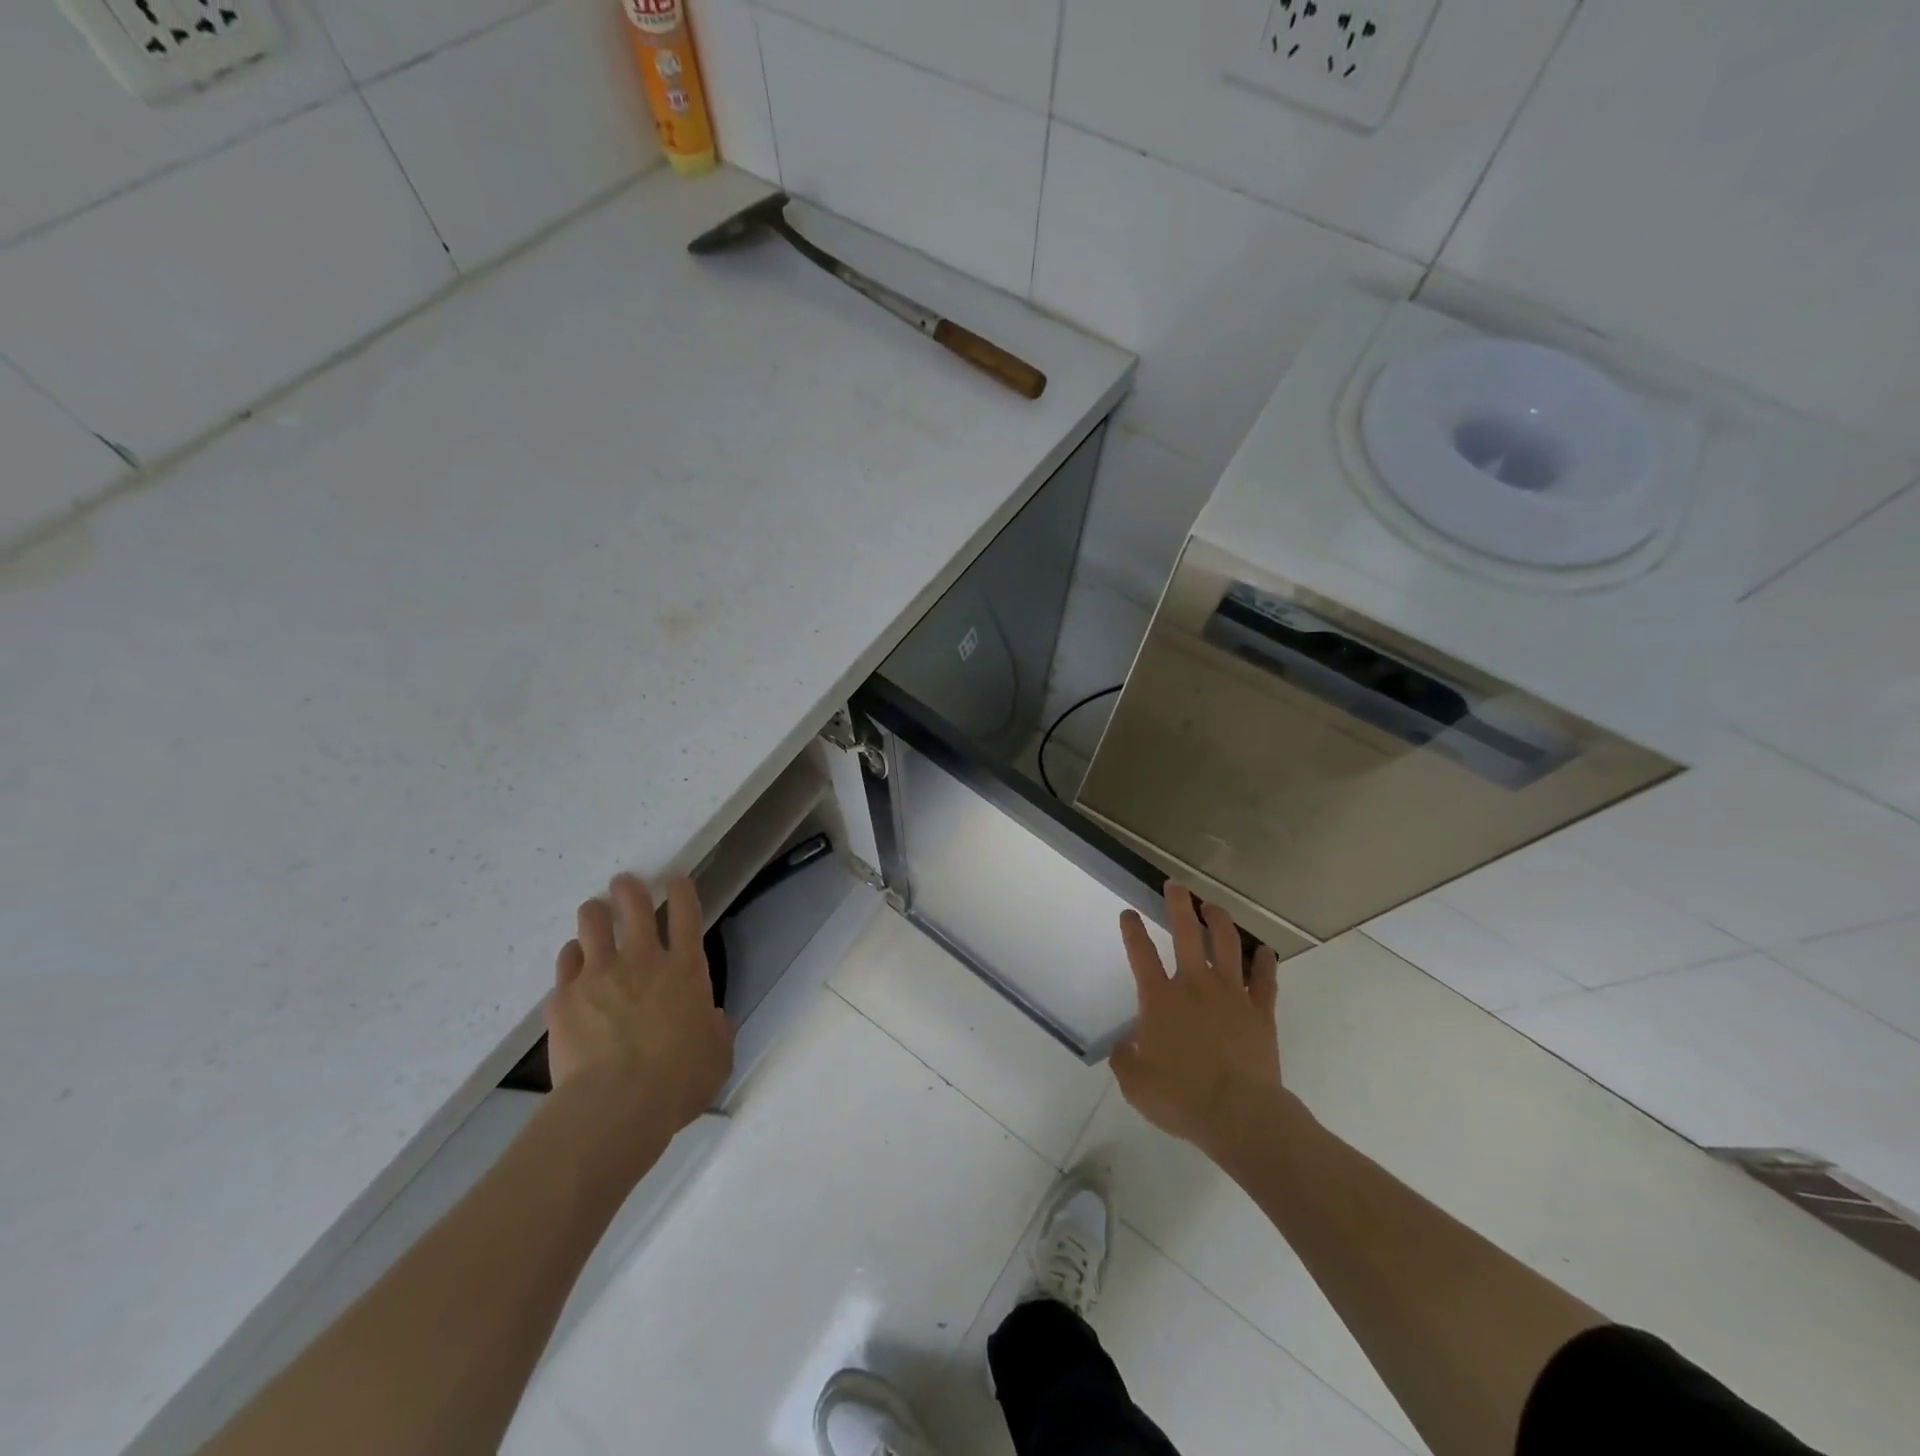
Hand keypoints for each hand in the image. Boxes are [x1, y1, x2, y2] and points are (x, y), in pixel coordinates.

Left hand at [547, 874, 733, 1132]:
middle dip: (629, 888)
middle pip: (634, 905)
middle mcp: (643, 960)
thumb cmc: (678, 1081)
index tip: (675, 879)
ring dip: (595, 912)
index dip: (681, 890)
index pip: (686, 914)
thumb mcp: (716, 1054)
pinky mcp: (565, 996)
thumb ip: (715, 1029)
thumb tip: (711, 1019)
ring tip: (594, 911)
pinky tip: (575, 960)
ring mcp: (600, 974)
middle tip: (625, 883)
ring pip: (592, 922)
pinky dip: (573, 956)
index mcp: (686, 969)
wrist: (616, 1105)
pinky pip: (567, 960)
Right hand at [1110, 883, 1286, 1156]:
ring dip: (1219, 921)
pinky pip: (1264, 980)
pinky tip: (1264, 951)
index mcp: (1160, 999)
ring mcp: (1231, 995)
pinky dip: (1264, 962)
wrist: (1240, 1115)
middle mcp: (1194, 986)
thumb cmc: (1181, 1098)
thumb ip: (1124, 1060)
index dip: (1132, 930)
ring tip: (1213, 906)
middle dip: (1178, 905)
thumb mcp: (1136, 1085)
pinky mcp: (1260, 1012)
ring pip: (1226, 945)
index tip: (1129, 914)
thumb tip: (1122, 1046)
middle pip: (1186, 934)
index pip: (1141, 954)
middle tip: (1175, 886)